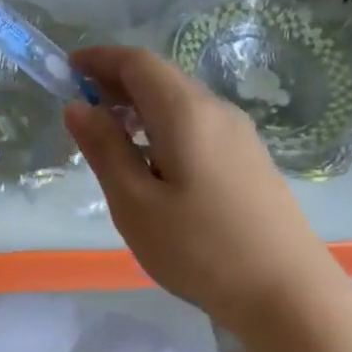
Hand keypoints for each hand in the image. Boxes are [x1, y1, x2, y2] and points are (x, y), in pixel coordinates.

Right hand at [63, 45, 350, 341]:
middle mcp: (217, 111)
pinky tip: (150, 164)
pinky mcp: (248, 161)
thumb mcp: (135, 203)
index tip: (66, 70)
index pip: (138, 63)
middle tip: (80, 107)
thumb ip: (104, 150)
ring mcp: (239, 136)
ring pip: (180, 103)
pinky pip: (197, 126)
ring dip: (139, 108)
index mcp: (186, 112)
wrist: (285, 292)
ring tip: (108, 138)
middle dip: (116, 82)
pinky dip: (162, 128)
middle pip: (161, 78)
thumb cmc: (198, 249)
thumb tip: (78, 106)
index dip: (99, 59)